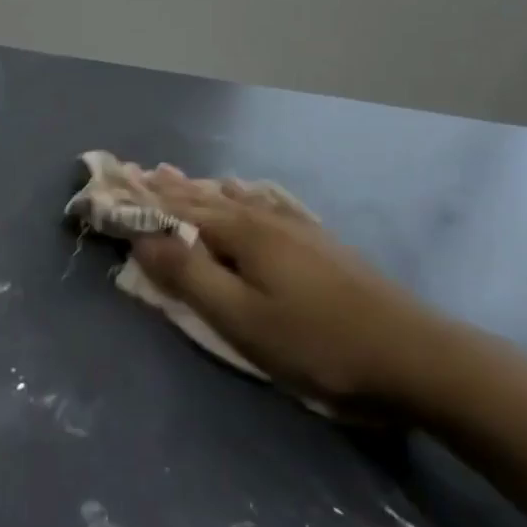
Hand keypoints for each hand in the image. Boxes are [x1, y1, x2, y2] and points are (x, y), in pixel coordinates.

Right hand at [130, 174, 454, 417]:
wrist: (416, 356)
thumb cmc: (316, 343)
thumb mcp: (241, 317)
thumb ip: (189, 276)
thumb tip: (141, 238)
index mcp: (242, 233)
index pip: (177, 211)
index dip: (142, 201)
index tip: (111, 185)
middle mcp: (265, 219)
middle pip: (204, 198)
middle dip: (167, 187)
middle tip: (137, 170)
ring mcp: (297, 228)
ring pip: (235, 199)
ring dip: (200, 189)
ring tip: (176, 174)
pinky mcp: (319, 243)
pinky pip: (265, 205)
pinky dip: (241, 196)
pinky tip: (247, 192)